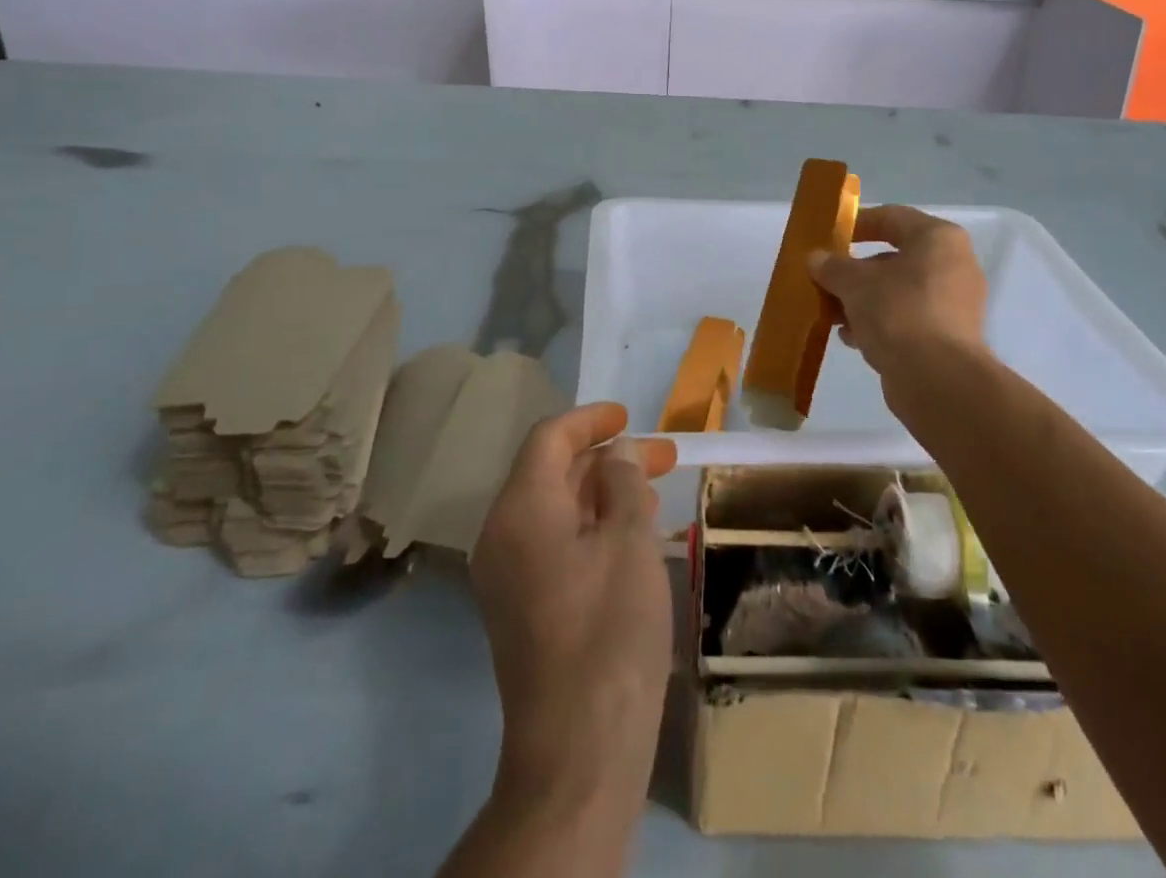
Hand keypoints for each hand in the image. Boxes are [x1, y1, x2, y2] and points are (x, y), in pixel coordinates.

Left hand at [471, 403, 677, 816]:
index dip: (590, 420)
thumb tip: (617, 453)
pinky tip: (632, 538)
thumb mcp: (629, 542)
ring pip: (556, 509)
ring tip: (654, 493)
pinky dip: (592, 527)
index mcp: (521, 509)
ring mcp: (508, 575)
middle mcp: (503, 534)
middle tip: (662, 457)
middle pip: (553, 472)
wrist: (578, 749)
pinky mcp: (521, 608)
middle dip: (607, 459)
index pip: (549, 439)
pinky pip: (554, 544)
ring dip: (603, 493)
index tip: (629, 416)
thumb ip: (624, 483)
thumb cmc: (609, 630)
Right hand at [809, 204, 989, 386]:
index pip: (892, 217)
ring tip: (831, 314)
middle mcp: (954, 264)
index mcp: (938, 238)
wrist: (937, 380)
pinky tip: (851, 338)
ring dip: (863, 300)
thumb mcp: (854, 283)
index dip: (857, 223)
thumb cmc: (898, 312)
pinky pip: (907, 318)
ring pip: (898, 291)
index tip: (829, 236)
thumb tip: (816, 258)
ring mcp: (955, 303)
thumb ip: (832, 266)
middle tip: (824, 280)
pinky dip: (880, 323)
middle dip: (855, 271)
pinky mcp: (949, 336)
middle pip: (894, 257)